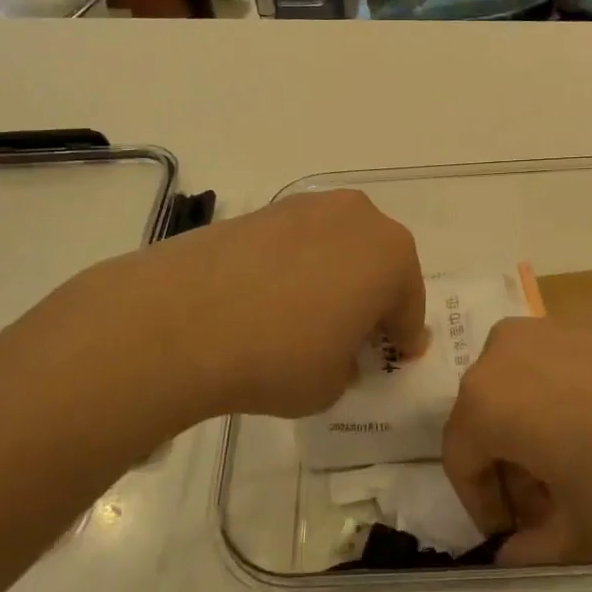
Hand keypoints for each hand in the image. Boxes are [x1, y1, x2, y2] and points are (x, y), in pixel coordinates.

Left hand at [87, 189, 426, 421]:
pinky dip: (296, 267)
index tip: (395, 358)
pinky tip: (270, 299)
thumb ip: (350, 363)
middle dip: (371, 298)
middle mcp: (358, 217)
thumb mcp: (333, 384)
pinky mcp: (262, 210)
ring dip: (334, 278)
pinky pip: (298, 243)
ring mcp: (306, 207)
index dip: (403, 337)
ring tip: (306, 317)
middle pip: (377, 264)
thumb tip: (338, 348)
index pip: (409, 305)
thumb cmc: (279, 357)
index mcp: (391, 255)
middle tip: (353, 336)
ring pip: (337, 248)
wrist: (182, 320)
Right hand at [441, 319, 591, 565]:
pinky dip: (559, 403)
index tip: (518, 535)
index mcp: (485, 401)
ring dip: (533, 437)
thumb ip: (532, 552)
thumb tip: (509, 553)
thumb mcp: (584, 533)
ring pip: (516, 393)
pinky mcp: (581, 319)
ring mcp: (543, 328)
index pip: (459, 460)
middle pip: (486, 422)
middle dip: (511, 472)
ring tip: (583, 472)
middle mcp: (500, 352)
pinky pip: (549, 368)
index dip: (483, 507)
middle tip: (552, 509)